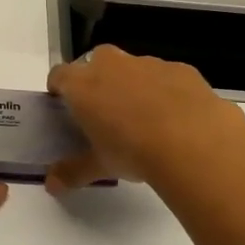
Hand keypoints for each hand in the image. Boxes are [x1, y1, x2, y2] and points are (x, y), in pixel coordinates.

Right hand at [45, 45, 244, 191]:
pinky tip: (177, 117)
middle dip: (98, 78)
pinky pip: (166, 76)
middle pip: (96, 60)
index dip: (60, 87)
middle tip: (105, 109)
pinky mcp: (181, 69)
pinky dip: (166, 90)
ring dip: (134, 84)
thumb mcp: (99, 166)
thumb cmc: (133, 151)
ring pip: (133, 67)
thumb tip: (51, 184)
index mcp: (83, 85)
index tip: (64, 104)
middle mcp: (112, 65)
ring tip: (145, 117)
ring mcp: (149, 63)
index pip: (59, 75)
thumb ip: (72, 172)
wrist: (194, 142)